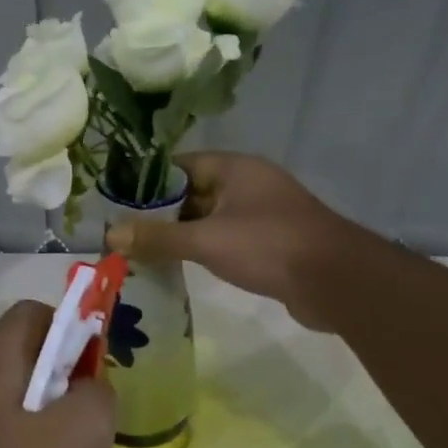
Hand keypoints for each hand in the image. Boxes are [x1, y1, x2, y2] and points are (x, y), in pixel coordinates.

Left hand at [0, 302, 115, 447]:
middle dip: (64, 374)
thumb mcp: (85, 429)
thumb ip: (99, 392)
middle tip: (89, 412)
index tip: (93, 366)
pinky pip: (3, 429)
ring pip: (16, 394)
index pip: (31, 311)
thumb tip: (89, 388)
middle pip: (24, 352)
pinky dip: (30, 442)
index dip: (70, 325)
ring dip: (50, 411)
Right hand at [104, 152, 355, 330]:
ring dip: (180, 233)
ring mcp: (261, 214)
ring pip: (209, 218)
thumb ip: (158, 237)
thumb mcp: (206, 240)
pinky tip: (179, 265)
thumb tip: (110, 235)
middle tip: (123, 232)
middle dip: (160, 212)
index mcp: (234, 168)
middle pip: (192, 192)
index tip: (117, 202)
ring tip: (141, 250)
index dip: (147, 182)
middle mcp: (248, 184)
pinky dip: (203, 249)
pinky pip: (226, 239)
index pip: (179, 165)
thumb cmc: (268, 246)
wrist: (336, 282)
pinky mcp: (270, 242)